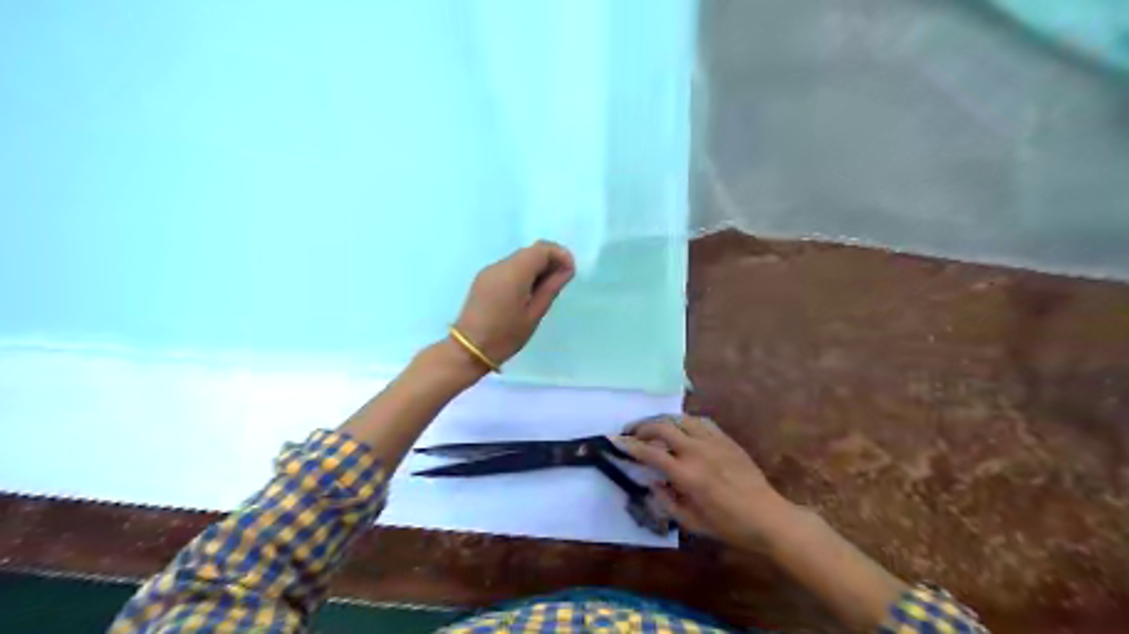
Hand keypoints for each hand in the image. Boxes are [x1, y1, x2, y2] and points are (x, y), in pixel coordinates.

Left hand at [449, 240, 573, 370]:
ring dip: (536, 268)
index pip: (542, 248)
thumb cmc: (506, 335)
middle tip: (560, 282)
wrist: (468, 349)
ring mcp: (489, 271)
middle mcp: (500, 265)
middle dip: (549, 261)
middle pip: (530, 251)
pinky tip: (527, 294)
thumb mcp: (534, 314)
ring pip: (519, 259)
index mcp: (514, 272)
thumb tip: (566, 269)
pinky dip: (522, 274)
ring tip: (544, 291)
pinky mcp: (483, 279)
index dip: (560, 255)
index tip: (570, 271)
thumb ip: (551, 287)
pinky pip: (508, 268)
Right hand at [616, 416, 791, 548]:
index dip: (628, 445)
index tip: (613, 439)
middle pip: (661, 427)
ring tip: (651, 427)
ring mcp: (713, 441)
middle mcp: (697, 452)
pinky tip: (679, 427)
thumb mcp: (691, 522)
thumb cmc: (729, 525)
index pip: (649, 453)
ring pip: (679, 418)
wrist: (768, 517)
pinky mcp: (725, 438)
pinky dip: (683, 421)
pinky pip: (699, 421)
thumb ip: (666, 500)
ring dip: (661, 420)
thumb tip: (652, 482)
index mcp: (686, 475)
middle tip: (630, 432)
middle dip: (641, 426)